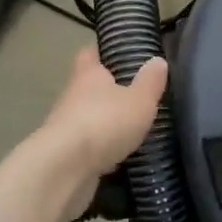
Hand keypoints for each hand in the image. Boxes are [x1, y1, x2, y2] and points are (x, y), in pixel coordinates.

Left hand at [35, 46, 167, 179]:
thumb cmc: (104, 122)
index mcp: (88, 74)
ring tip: (132, 128)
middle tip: (136, 94)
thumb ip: (150, 81)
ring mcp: (65, 127)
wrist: (64, 169)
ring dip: (105, 122)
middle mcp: (72, 96)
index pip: (90, 53)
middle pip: (89, 87)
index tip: (118, 53)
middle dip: (108, 91)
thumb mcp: (139, 100)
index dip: (103, 51)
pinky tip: (119, 156)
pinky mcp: (65, 156)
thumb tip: (157, 60)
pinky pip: (87, 146)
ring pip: (88, 118)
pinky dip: (101, 149)